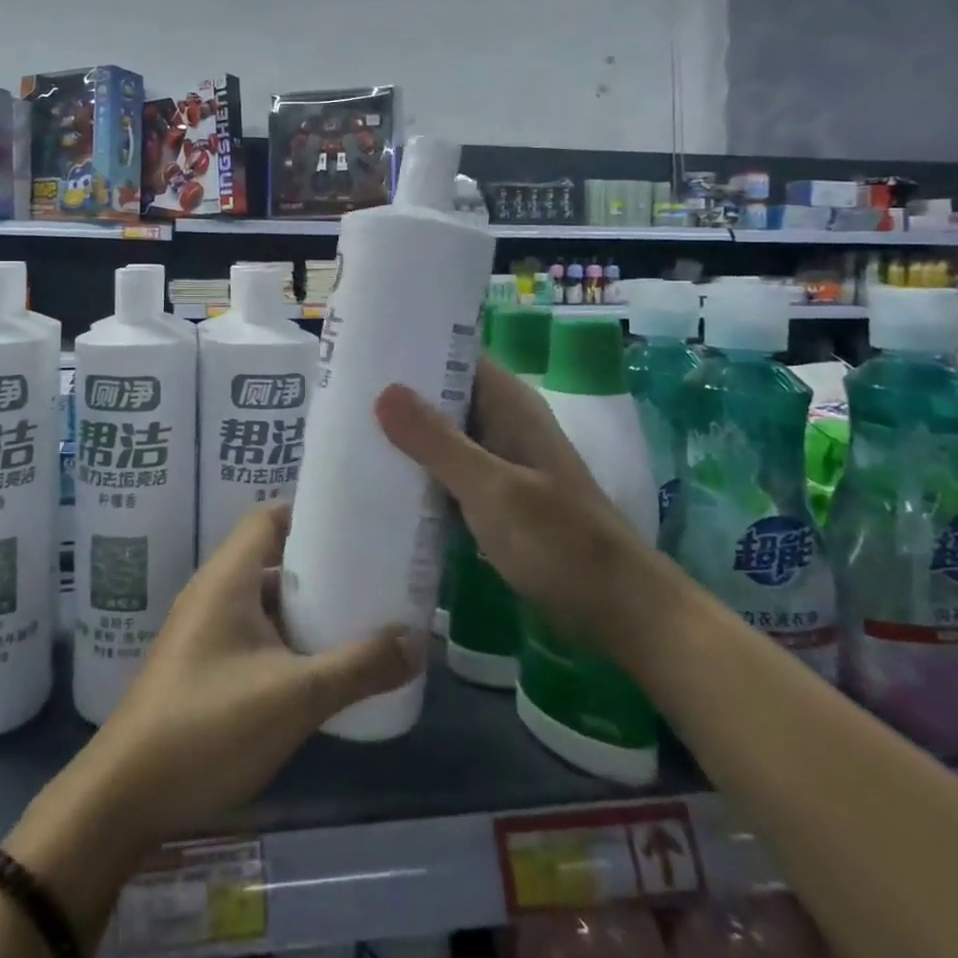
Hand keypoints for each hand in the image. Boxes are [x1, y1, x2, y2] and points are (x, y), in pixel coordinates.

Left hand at [66, 502, 422, 856]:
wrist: (125, 795)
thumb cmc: (209, 726)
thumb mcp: (296, 696)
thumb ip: (359, 667)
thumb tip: (417, 641)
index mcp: (228, 577)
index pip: (269, 517)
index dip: (311, 512)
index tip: (358, 522)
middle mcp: (213, 591)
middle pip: (271, 555)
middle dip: (319, 562)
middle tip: (371, 571)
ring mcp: (203, 629)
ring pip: (263, 598)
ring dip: (304, 604)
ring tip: (356, 614)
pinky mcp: (201, 664)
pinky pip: (252, 631)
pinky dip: (285, 635)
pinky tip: (318, 664)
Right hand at [374, 356, 647, 639]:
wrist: (618, 610)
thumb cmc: (559, 542)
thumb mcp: (493, 490)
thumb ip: (438, 442)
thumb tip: (383, 391)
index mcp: (509, 405)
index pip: (456, 355)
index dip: (412, 347)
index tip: (361, 349)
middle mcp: (503, 424)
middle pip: (444, 394)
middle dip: (397, 395)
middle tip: (339, 394)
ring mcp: (499, 462)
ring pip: (443, 435)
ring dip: (404, 436)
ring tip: (346, 431)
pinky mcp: (494, 498)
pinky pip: (448, 471)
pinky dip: (419, 472)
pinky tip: (379, 481)